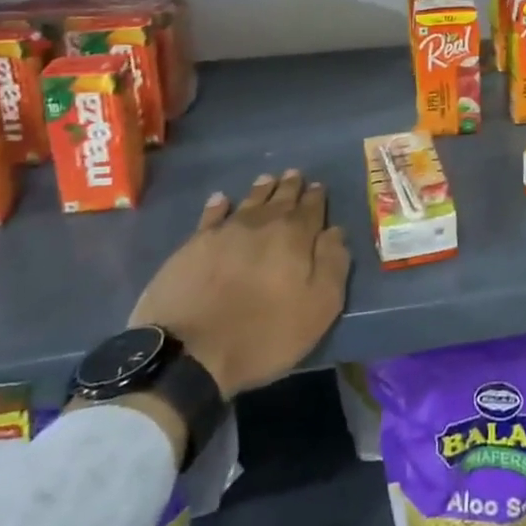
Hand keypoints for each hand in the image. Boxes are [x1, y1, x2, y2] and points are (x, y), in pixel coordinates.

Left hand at [129, 169, 350, 398]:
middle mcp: (262, 223)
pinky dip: (219, 204)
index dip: (316, 197)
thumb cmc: (264, 333)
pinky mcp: (193, 245)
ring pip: (249, 201)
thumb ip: (333, 264)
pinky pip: (211, 215)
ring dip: (261, 189)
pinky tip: (221, 199)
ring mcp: (225, 231)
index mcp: (295, 236)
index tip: (318, 186)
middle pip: (280, 198)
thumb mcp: (318, 307)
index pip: (311, 208)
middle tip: (294, 174)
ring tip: (267, 179)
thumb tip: (335, 231)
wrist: (190, 351)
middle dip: (290, 186)